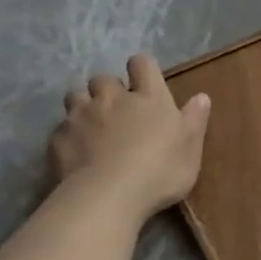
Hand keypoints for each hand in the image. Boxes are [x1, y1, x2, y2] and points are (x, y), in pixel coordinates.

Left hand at [50, 56, 211, 219]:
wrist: (109, 195)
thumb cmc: (161, 170)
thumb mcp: (191, 148)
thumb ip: (195, 119)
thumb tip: (201, 96)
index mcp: (148, 97)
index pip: (142, 64)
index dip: (142, 69)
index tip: (144, 82)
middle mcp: (112, 98)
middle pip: (103, 79)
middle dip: (109, 90)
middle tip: (118, 111)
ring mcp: (80, 116)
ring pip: (75, 97)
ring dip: (84, 106)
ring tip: (92, 127)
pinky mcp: (59, 138)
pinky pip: (61, 128)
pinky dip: (69, 136)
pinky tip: (77, 154)